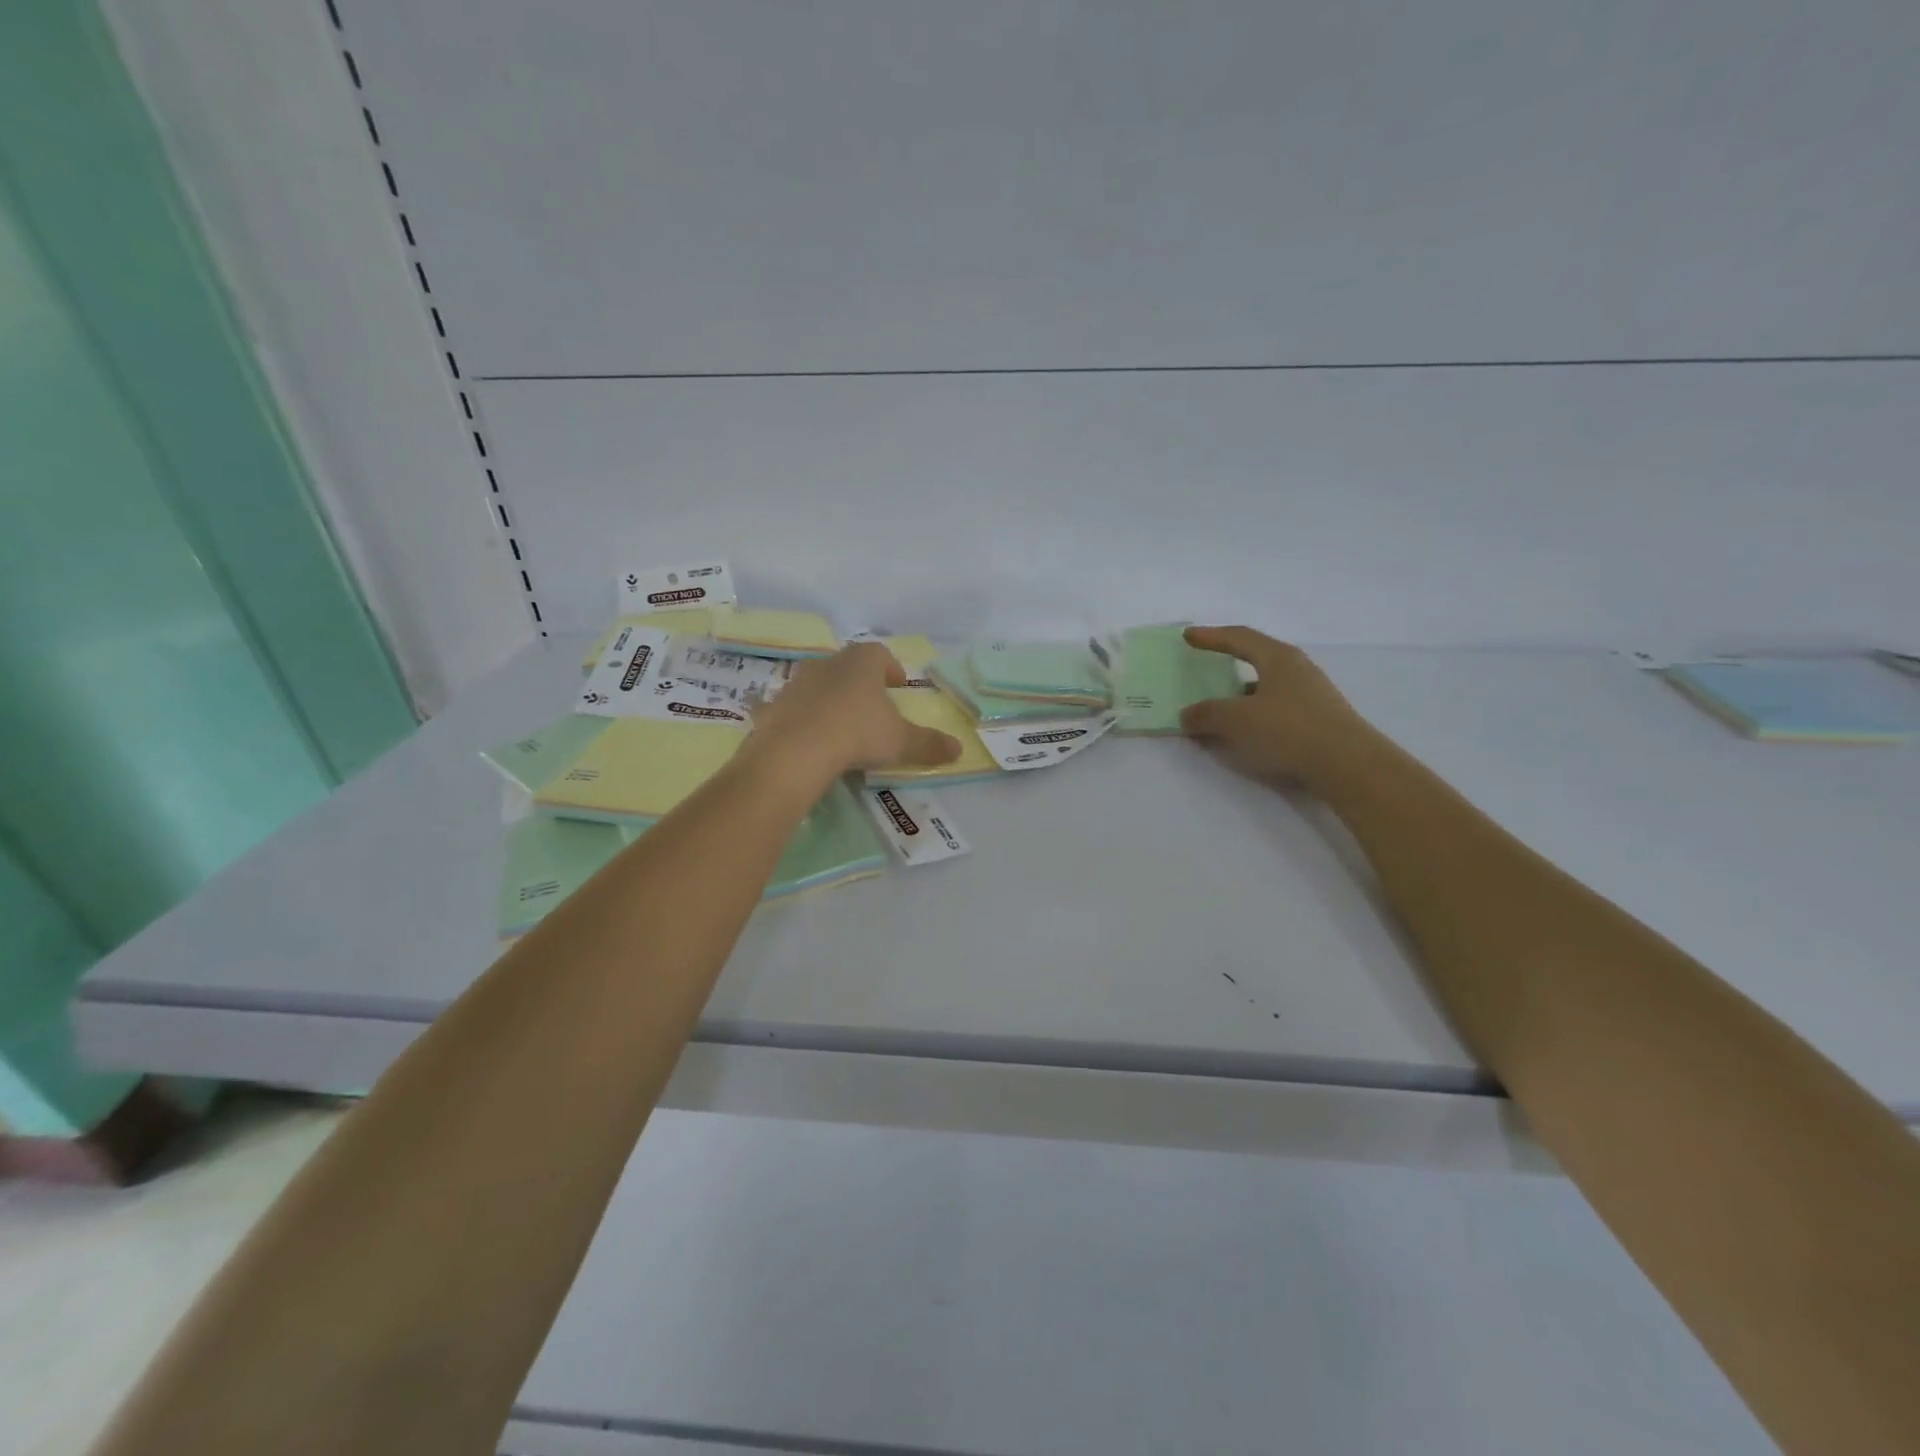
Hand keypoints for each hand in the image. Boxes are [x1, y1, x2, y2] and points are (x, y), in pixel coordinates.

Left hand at [747, 642, 961, 786]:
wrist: (794, 751)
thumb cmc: (857, 734)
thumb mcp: (900, 742)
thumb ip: (929, 744)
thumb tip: (958, 749)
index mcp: (863, 662)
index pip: (881, 654)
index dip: (891, 669)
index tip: (898, 688)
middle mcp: (828, 663)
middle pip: (848, 666)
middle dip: (861, 684)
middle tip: (872, 707)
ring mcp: (797, 682)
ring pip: (819, 684)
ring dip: (830, 699)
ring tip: (841, 725)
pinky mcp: (773, 706)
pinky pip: (791, 708)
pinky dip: (799, 718)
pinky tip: (805, 739)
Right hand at [1179, 627, 1373, 787]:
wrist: (1348, 765)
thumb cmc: (1288, 730)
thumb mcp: (1236, 721)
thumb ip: (1206, 714)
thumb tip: (1187, 715)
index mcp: (1279, 658)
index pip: (1239, 637)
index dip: (1211, 636)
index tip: (1188, 635)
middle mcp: (1298, 669)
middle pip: (1258, 657)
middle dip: (1230, 660)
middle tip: (1207, 663)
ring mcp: (1312, 694)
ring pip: (1268, 685)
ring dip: (1241, 692)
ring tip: (1221, 705)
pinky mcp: (1319, 719)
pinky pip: (1277, 707)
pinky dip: (1256, 713)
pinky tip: (1248, 730)